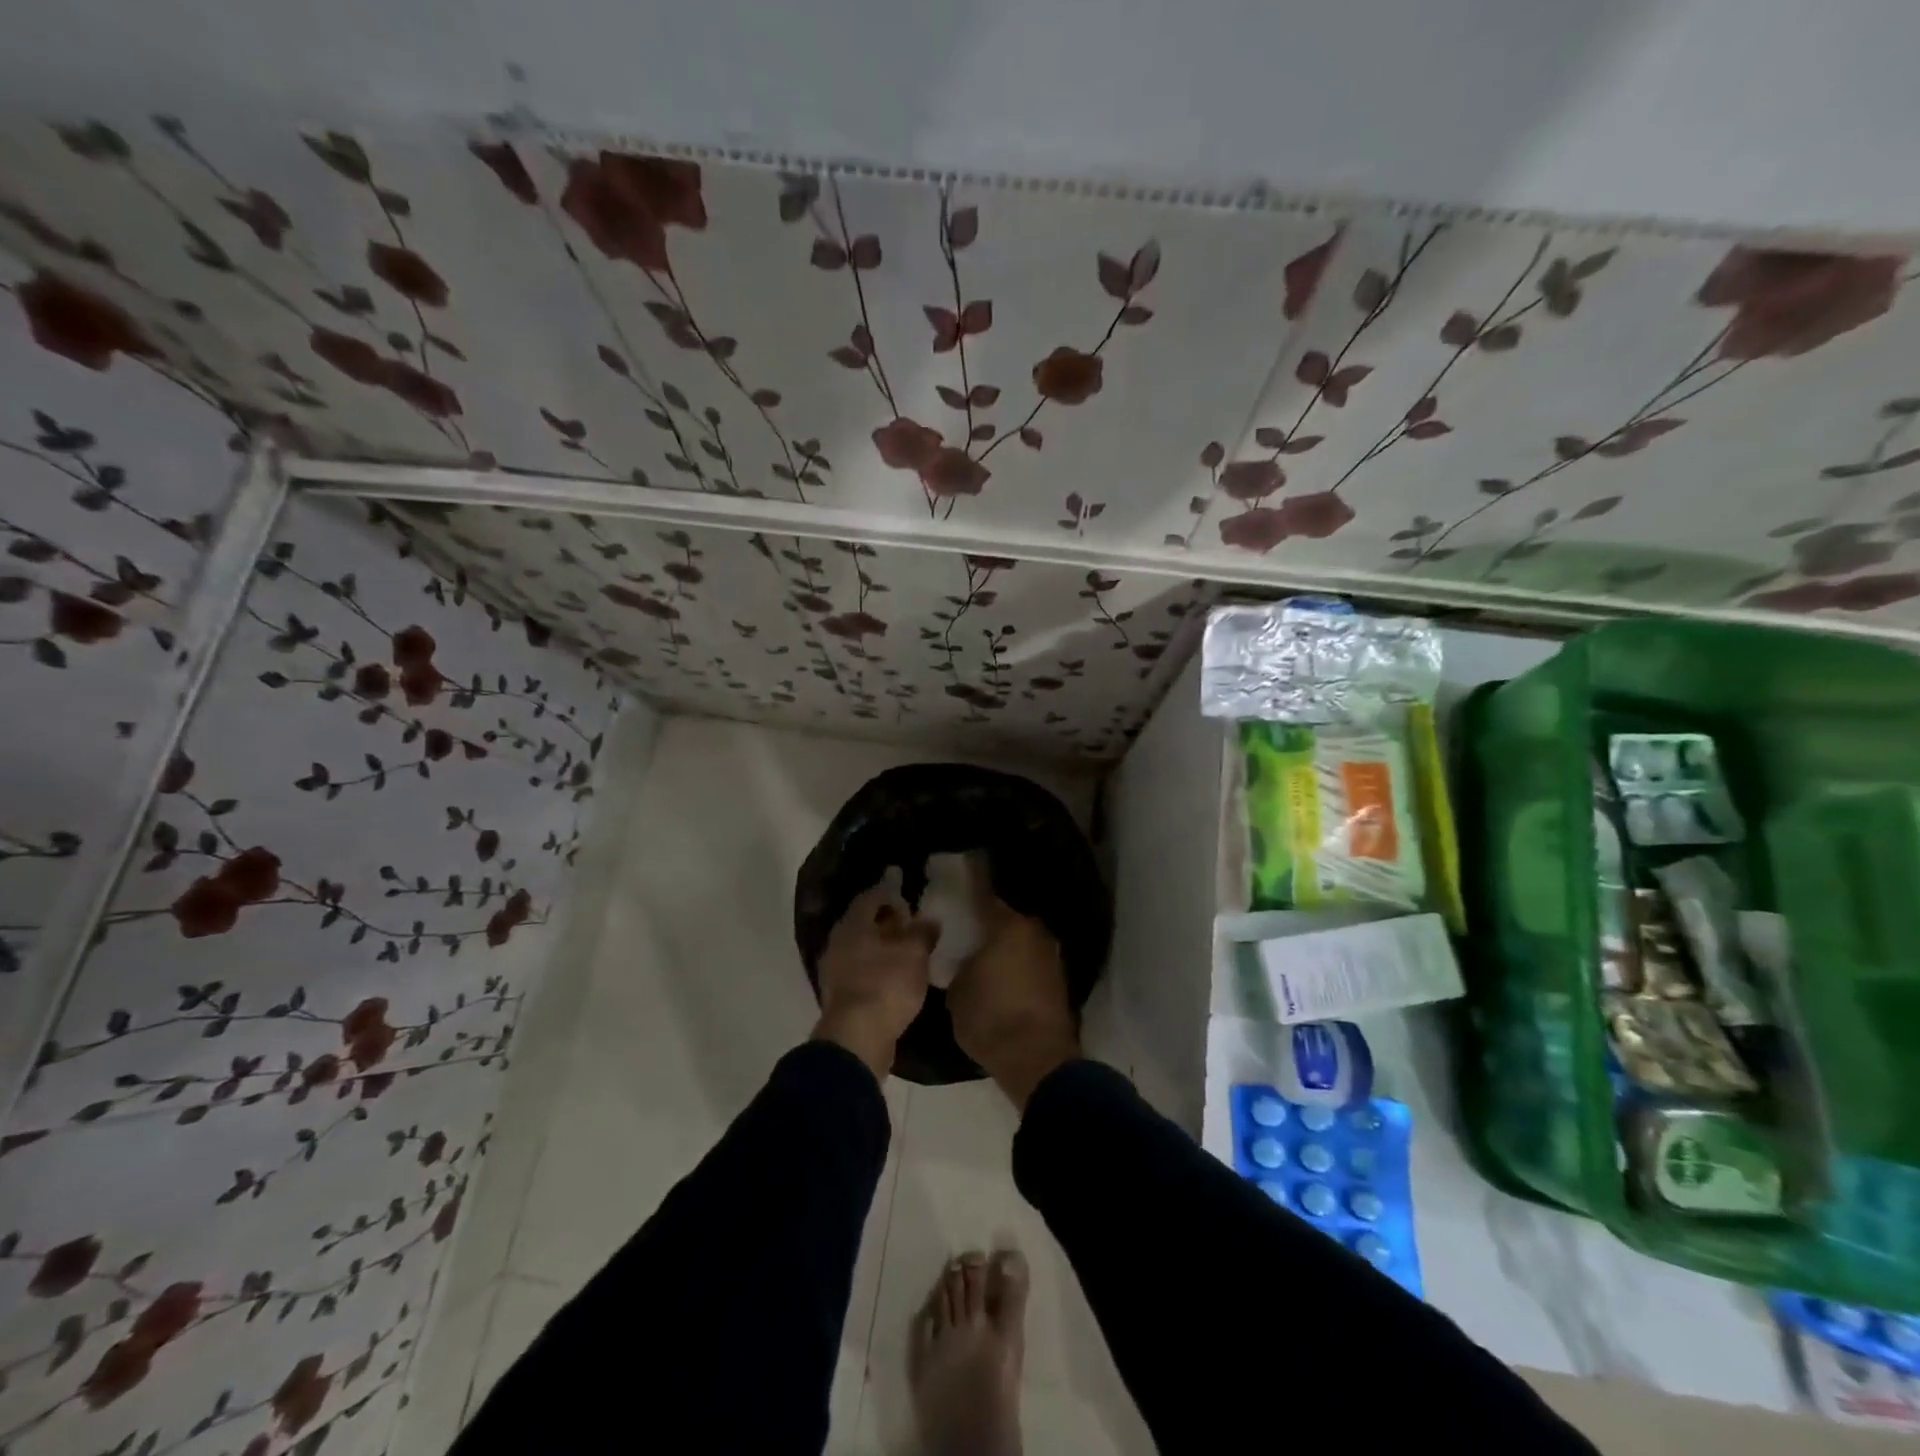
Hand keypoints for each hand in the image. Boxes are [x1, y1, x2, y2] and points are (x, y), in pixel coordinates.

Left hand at [813, 881, 937, 1078]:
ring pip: (860, 950)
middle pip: (863, 924)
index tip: (910, 904)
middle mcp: (837, 943)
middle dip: (887, 924)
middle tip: (911, 929)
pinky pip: (859, 973)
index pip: (870, 898)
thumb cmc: (887, 985)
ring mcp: (834, 972)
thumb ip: (923, 933)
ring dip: (882, 949)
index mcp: (852, 925)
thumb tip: (930, 921)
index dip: (891, 896)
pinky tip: (895, 980)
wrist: (857, 1038)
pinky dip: (876, 971)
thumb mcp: (915, 955)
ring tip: (907, 955)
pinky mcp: (838, 997)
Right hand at [948, 890, 1079, 1109]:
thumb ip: (960, 966)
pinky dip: (1018, 964)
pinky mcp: (1059, 982)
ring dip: (1006, 943)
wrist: (1038, 1061)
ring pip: (1022, 940)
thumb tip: (967, 961)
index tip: (962, 870)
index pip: (984, 892)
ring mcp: (1051, 957)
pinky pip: (1031, 961)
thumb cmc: (991, 1018)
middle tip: (967, 921)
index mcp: (1007, 925)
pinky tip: (1001, 972)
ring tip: (983, 949)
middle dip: (989, 919)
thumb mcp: (957, 992)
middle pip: (1007, 917)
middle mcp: (1034, 932)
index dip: (971, 881)